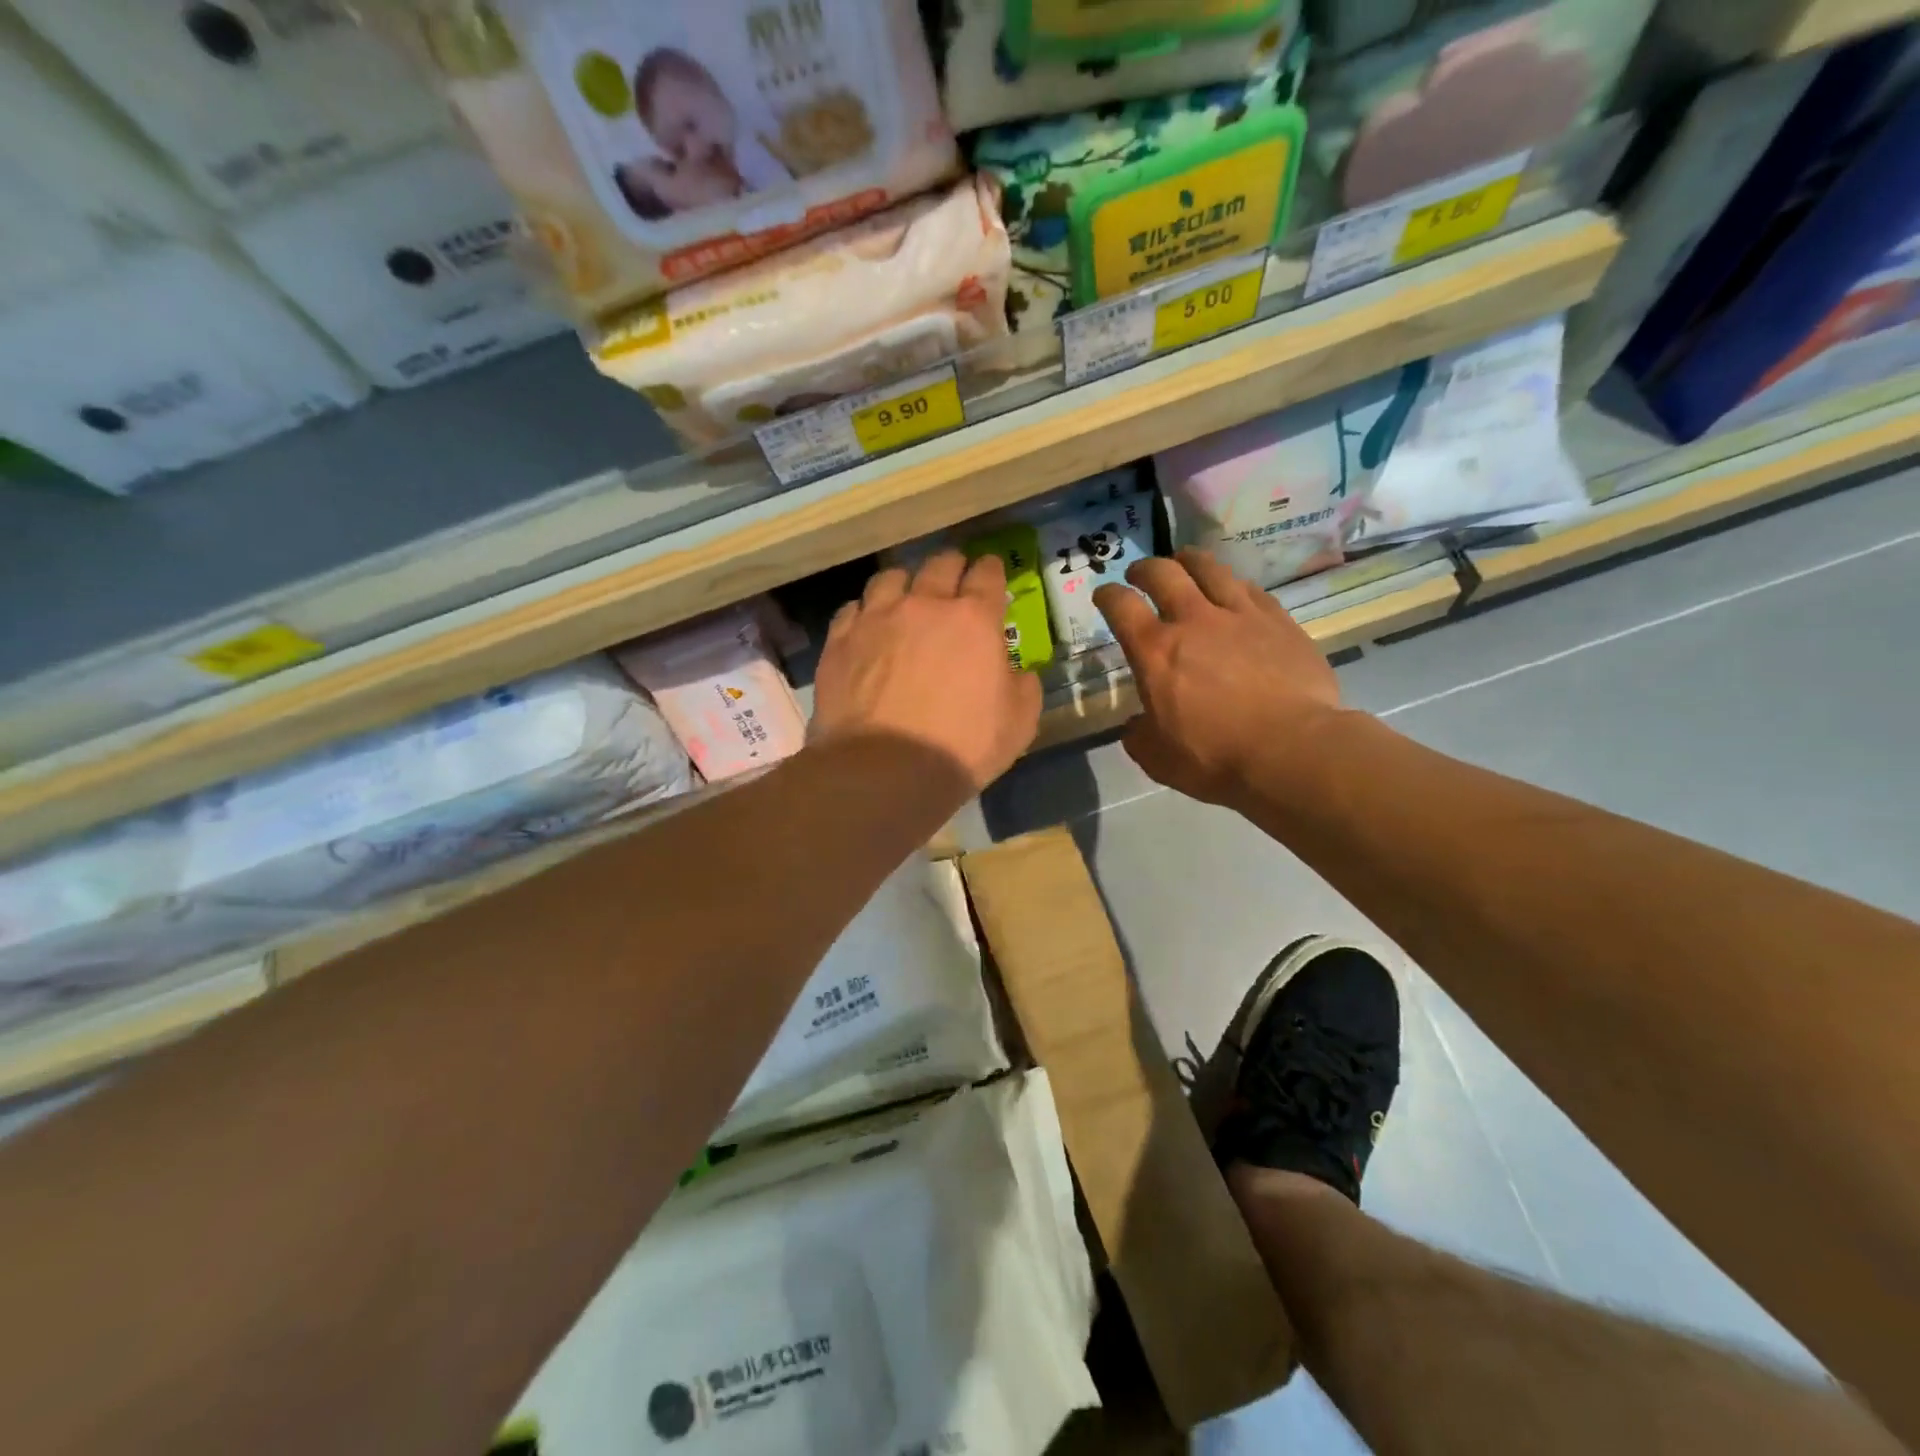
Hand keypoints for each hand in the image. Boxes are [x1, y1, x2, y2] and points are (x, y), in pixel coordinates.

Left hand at [813, 551, 1041, 791]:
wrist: (885, 769)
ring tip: (905, 597)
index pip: (987, 574)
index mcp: (974, 619)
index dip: (991, 570)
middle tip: (954, 579)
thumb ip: (1023, 687)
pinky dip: (865, 611)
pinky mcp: (841, 640)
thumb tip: (1017, 673)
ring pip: (890, 578)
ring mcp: (877, 618)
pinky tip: (867, 626)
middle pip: (939, 564)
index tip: (991, 573)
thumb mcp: (1019, 723)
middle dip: (952, 567)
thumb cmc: (962, 747)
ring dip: (905, 583)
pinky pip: (853, 608)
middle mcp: (924, 605)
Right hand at [1093, 549, 1346, 804]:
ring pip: (1209, 568)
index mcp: (1155, 652)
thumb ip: (1140, 736)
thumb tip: (1137, 725)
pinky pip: (1249, 588)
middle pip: (1163, 573)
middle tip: (1140, 575)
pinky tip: (1233, 590)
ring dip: (1189, 561)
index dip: (1107, 595)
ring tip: (1185, 563)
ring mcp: (1239, 615)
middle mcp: (1193, 621)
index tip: (1104, 595)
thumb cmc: (1215, 758)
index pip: (1121, 606)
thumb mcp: (1158, 759)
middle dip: (1145, 569)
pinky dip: (1232, 585)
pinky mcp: (1278, 620)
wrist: (1292, 750)